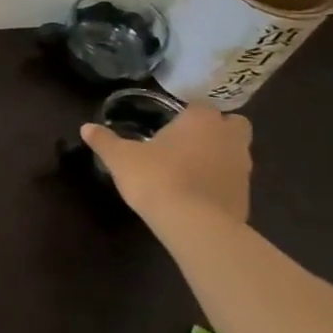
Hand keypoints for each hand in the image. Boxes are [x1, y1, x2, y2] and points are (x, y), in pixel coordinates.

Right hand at [81, 102, 252, 230]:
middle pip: (233, 125)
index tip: (170, 122)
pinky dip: (219, 182)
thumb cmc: (158, 178)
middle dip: (217, 129)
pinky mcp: (246, 198)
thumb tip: (86, 127)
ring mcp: (243, 170)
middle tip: (188, 139)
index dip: (188, 112)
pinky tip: (196, 193)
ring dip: (219, 156)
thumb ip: (105, 141)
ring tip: (189, 167)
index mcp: (202, 121)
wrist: (195, 227)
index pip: (202, 105)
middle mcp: (229, 139)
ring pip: (236, 153)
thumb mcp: (121, 158)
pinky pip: (233, 181)